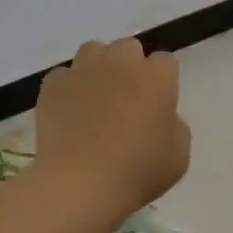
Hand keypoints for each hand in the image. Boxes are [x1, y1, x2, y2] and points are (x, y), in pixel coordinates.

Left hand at [35, 38, 191, 214]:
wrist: (80, 184)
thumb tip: (161, 116)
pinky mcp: (53, 84)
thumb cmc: (138, 172)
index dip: (163, 81)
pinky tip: (69, 112)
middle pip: (128, 48)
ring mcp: (83, 70)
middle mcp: (120, 62)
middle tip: (127, 99)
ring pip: (93, 51)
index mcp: (156, 77)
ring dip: (98, 68)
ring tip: (96, 98)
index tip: (158, 103)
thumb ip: (175, 126)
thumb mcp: (178, 156)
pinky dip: (68, 88)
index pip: (165, 62)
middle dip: (130, 66)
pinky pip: (63, 76)